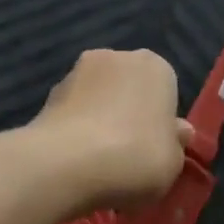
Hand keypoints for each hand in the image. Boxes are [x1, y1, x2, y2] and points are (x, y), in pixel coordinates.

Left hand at [33, 50, 194, 208]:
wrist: (67, 165)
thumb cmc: (137, 157)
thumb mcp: (174, 161)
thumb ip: (175, 143)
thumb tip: (177, 132)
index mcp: (155, 67)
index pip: (166, 90)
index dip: (162, 122)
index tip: (157, 148)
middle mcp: (116, 58)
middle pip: (129, 89)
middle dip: (129, 116)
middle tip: (131, 156)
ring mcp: (76, 73)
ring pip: (98, 100)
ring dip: (100, 123)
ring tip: (100, 164)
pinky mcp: (46, 96)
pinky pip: (73, 116)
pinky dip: (76, 133)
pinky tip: (78, 164)